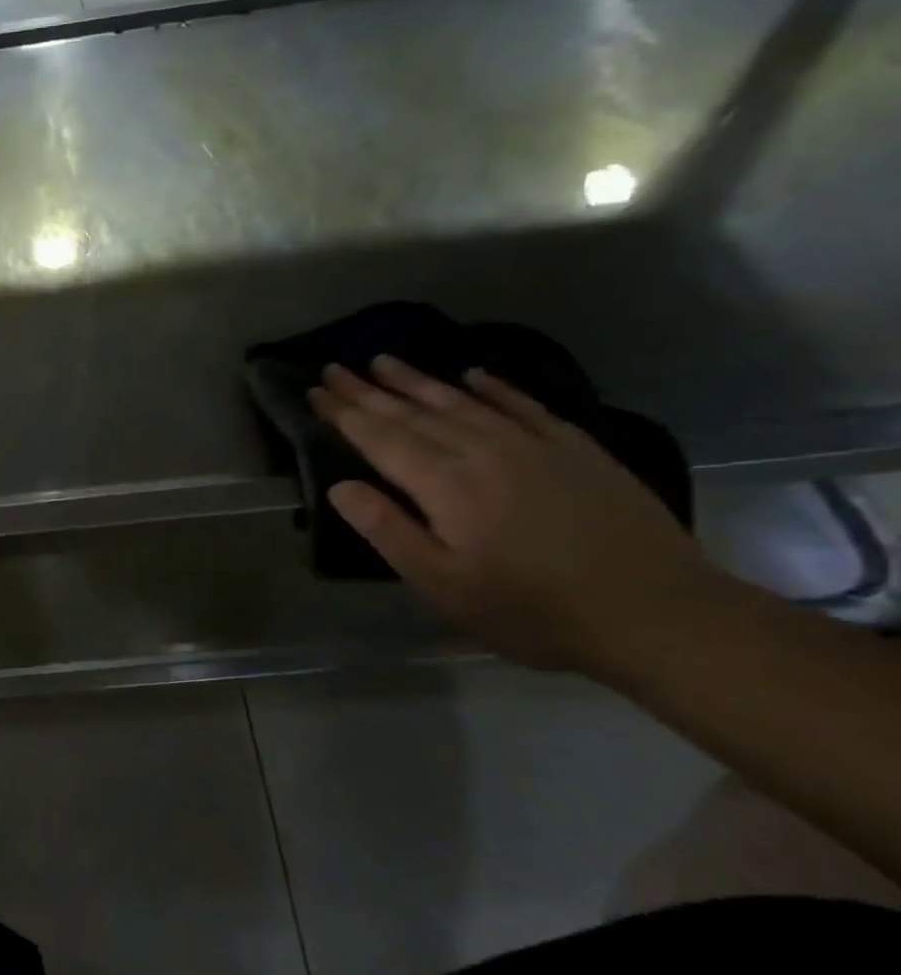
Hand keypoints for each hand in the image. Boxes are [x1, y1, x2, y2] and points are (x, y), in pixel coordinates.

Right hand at [309, 355, 726, 675]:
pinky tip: (474, 373)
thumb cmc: (532, 610)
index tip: (315, 390)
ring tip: (384, 360)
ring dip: (418, 380)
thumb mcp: (443, 585)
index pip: (380, 437)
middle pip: (413, 412)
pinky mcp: (577, 449)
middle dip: (368, 390)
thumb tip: (341, 487)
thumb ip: (389, 531)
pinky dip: (494, 386)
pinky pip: (524, 405)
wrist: (659, 613)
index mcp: (444, 484)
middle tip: (335, 367)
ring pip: (462, 401)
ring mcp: (533, 445)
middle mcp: (482, 450)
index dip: (344, 413)